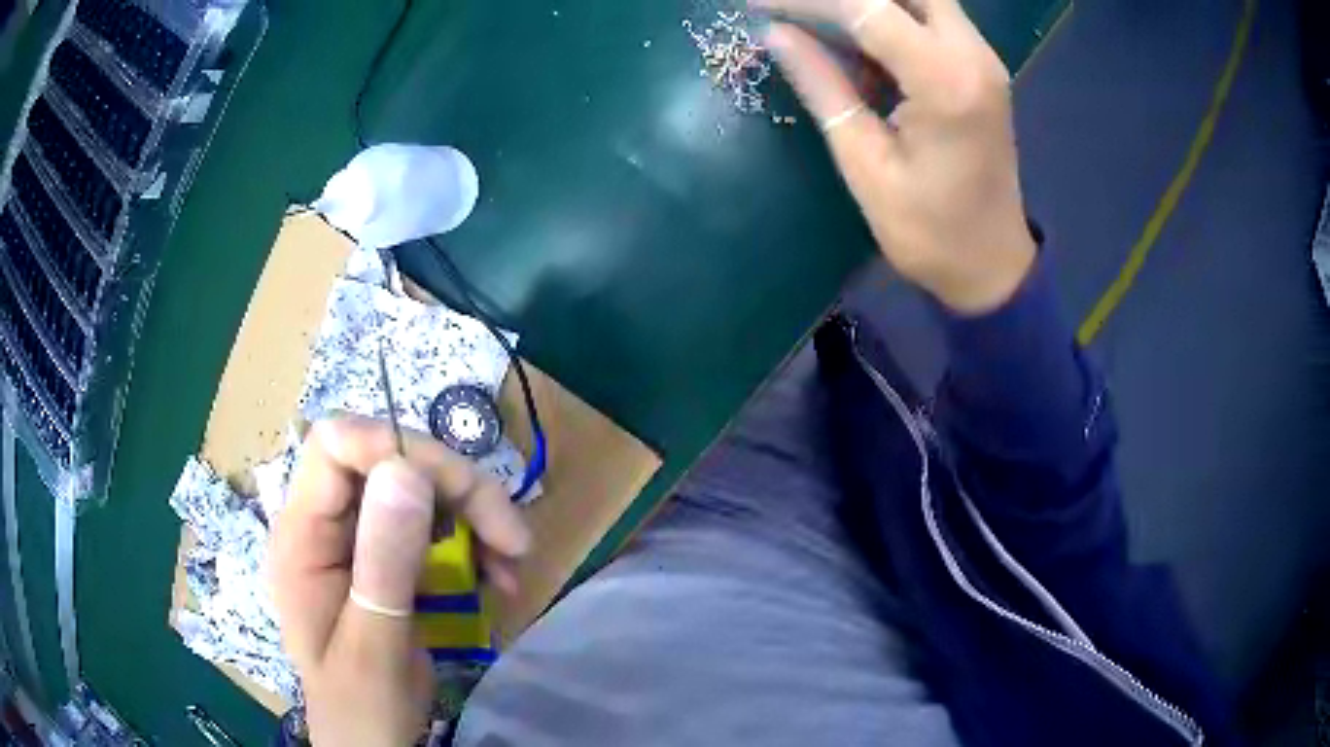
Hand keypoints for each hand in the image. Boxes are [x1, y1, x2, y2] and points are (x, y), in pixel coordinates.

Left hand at [270, 416, 530, 746]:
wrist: (371, 740)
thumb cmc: (362, 704)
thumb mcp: (374, 643)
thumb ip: (384, 562)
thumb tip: (407, 471)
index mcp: (302, 536)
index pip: (335, 446)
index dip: (391, 445)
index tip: (454, 489)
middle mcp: (326, 524)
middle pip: (387, 460)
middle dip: (455, 487)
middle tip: (512, 537)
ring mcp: (357, 539)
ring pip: (418, 488)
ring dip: (473, 516)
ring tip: (512, 563)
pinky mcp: (387, 556)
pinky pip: (433, 524)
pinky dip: (473, 541)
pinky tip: (498, 576)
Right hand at [754, 0, 1036, 313]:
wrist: (993, 265)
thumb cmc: (929, 232)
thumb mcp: (865, 164)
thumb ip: (823, 87)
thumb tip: (774, 33)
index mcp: (946, 82)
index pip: (866, 8)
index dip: (806, 1)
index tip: (756, 4)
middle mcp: (974, 55)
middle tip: (796, 10)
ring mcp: (983, 59)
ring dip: (868, 3)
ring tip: (816, 23)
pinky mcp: (981, 68)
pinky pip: (931, 18)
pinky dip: (889, 18)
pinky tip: (856, 44)